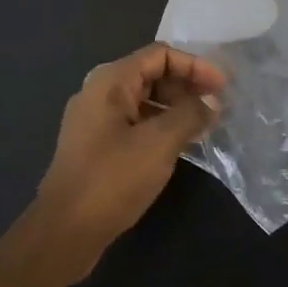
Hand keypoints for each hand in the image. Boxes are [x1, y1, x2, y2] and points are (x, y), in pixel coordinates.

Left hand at [33, 43, 225, 274]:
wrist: (64, 231)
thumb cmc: (112, 179)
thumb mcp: (159, 143)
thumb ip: (190, 114)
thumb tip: (211, 101)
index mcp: (110, 81)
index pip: (160, 54)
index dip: (195, 65)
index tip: (223, 87)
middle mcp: (99, 92)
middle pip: (151, 73)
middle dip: (186, 85)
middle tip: (216, 106)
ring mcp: (95, 120)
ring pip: (143, 99)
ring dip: (176, 107)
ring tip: (204, 125)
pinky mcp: (96, 145)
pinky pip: (135, 121)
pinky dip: (160, 125)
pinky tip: (181, 144)